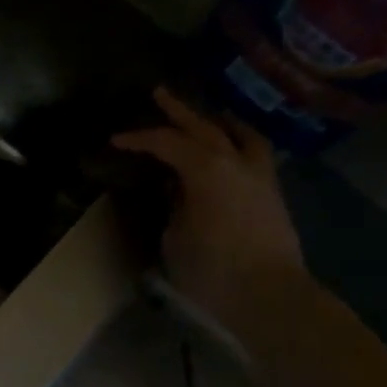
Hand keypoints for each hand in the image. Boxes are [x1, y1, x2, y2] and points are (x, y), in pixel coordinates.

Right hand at [111, 87, 309, 336]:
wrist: (268, 293)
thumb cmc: (211, 269)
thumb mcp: (175, 237)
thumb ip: (174, 206)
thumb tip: (178, 192)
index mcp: (206, 169)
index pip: (166, 143)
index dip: (139, 139)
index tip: (115, 140)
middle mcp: (235, 161)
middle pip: (204, 126)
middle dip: (178, 111)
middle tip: (159, 94)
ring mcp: (259, 175)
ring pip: (239, 134)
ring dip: (219, 122)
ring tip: (208, 117)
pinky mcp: (271, 193)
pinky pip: (254, 154)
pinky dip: (239, 143)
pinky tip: (231, 152)